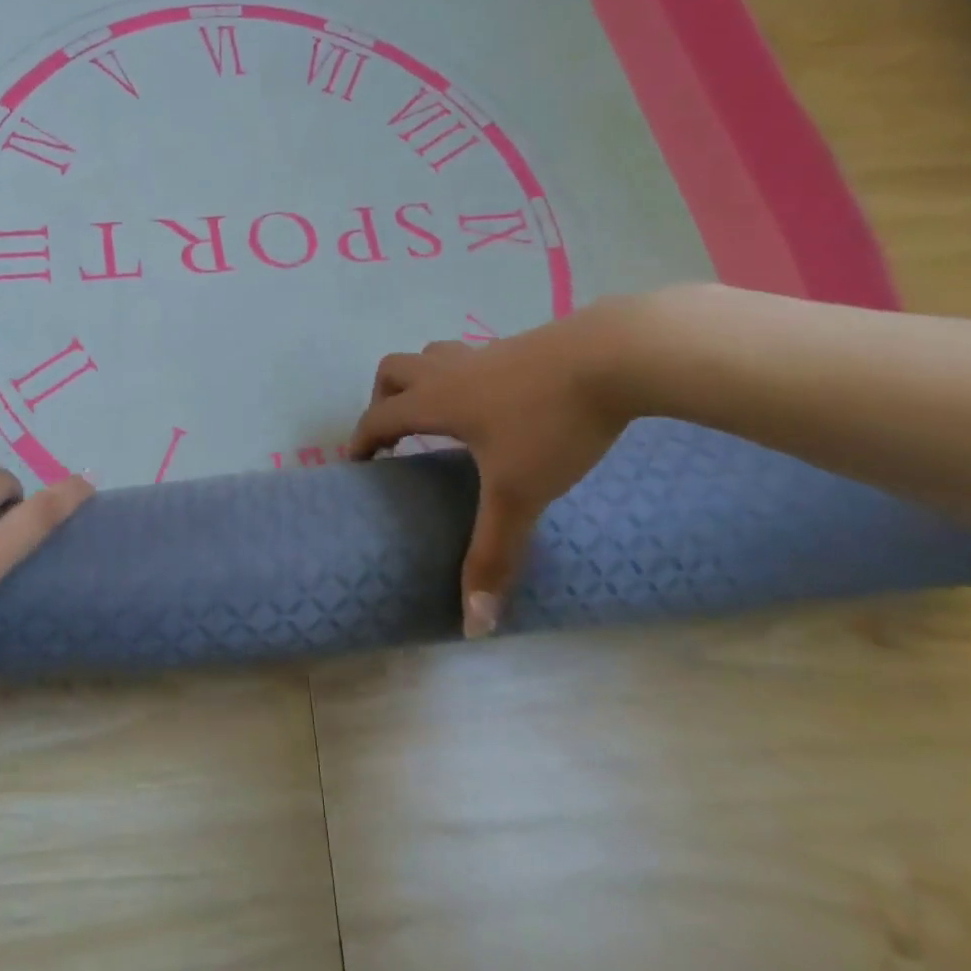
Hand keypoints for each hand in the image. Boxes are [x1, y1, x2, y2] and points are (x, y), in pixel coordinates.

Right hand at [350, 300, 645, 637]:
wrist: (612, 357)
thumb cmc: (550, 424)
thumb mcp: (519, 494)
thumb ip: (493, 554)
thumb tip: (473, 625)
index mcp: (435, 401)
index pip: (378, 418)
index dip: (361, 441)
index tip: (358, 463)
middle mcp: (448, 371)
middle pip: (393, 371)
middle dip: (383, 400)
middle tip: (397, 434)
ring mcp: (483, 353)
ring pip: (431, 356)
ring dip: (421, 381)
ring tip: (442, 414)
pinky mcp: (518, 345)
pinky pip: (470, 357)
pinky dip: (463, 377)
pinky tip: (498, 402)